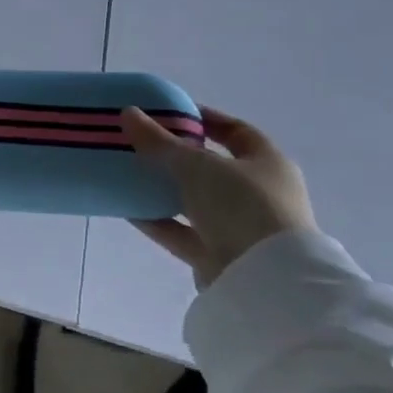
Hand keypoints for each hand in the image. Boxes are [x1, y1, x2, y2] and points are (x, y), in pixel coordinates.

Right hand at [119, 105, 317, 286]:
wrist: (265, 280)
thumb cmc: (243, 206)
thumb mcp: (197, 165)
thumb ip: (160, 141)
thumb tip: (128, 113)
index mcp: (267, 164)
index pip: (236, 132)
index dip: (204, 118)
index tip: (168, 111)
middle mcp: (258, 194)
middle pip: (211, 168)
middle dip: (175, 155)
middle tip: (139, 142)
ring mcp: (239, 227)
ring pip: (194, 201)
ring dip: (162, 189)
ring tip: (126, 172)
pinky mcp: (218, 255)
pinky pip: (181, 231)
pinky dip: (156, 220)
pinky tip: (125, 207)